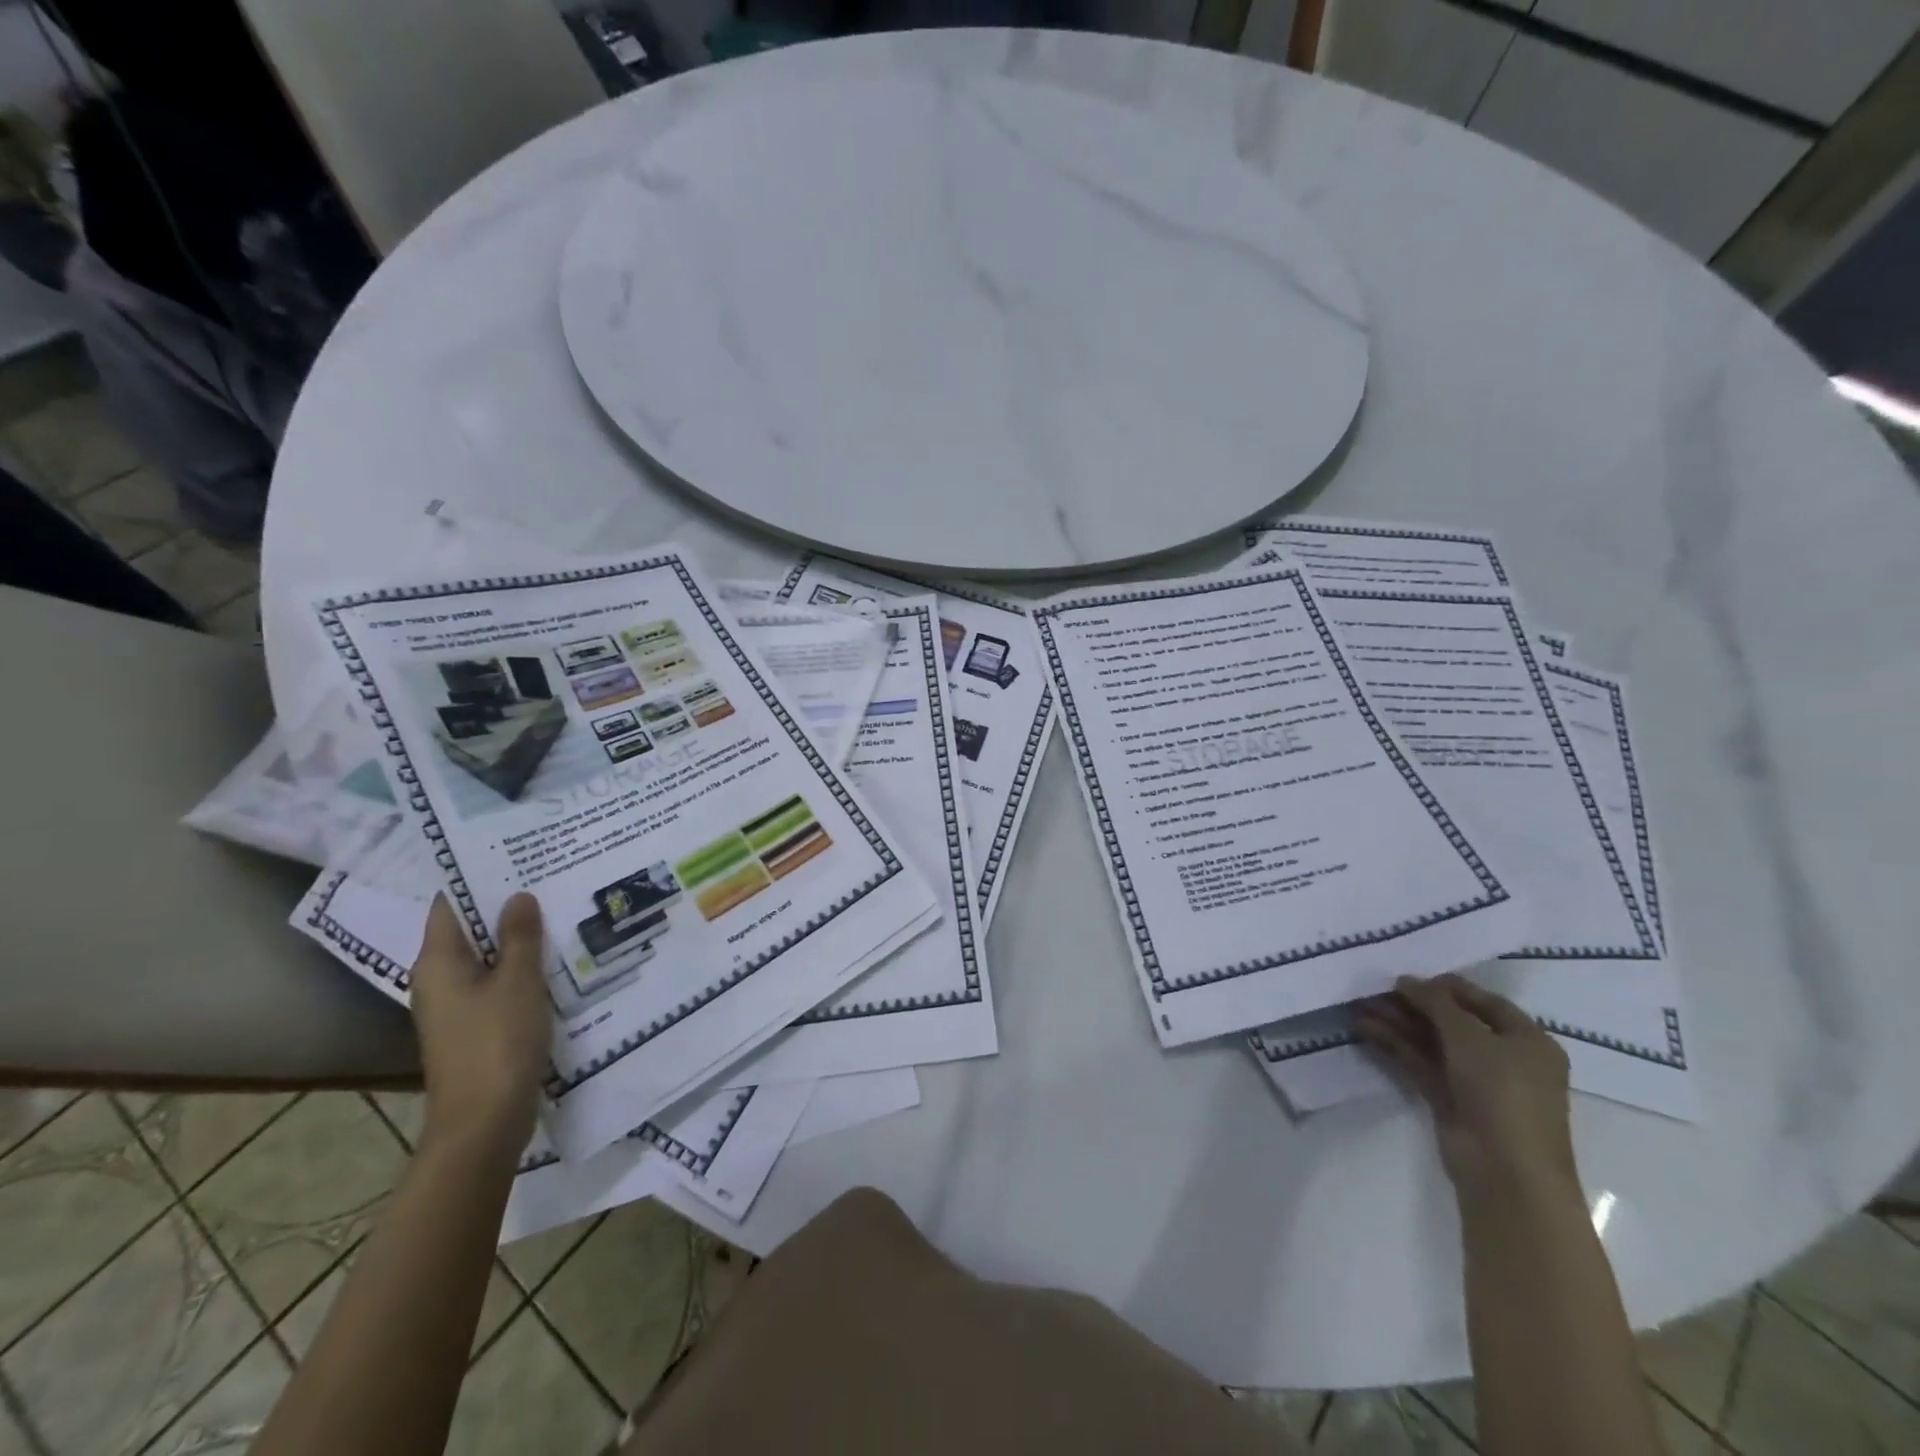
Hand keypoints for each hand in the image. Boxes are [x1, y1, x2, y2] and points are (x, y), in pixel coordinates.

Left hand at [409, 893, 551, 1158]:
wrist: (483, 1124)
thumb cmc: (496, 1044)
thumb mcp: (517, 982)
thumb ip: (519, 937)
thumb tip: (517, 895)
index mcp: (438, 962)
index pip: (449, 905)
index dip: (478, 879)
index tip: (517, 855)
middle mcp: (440, 980)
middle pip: (471, 930)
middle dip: (508, 906)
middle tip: (552, 877)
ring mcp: (457, 1006)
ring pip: (489, 958)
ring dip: (520, 939)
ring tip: (563, 911)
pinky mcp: (477, 1027)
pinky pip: (499, 984)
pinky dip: (523, 968)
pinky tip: (559, 960)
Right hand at [1354, 974, 1578, 1199]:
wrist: (1505, 1170)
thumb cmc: (1502, 1092)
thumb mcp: (1470, 1037)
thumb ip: (1437, 1003)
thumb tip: (1406, 980)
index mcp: (1528, 1041)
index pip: (1485, 1002)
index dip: (1447, 987)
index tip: (1408, 976)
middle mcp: (1504, 1059)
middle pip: (1453, 1022)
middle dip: (1413, 1005)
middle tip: (1374, 990)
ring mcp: (1476, 1082)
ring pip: (1431, 1042)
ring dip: (1397, 1023)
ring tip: (1359, 1006)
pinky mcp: (1450, 1100)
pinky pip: (1420, 1063)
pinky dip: (1395, 1046)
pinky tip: (1366, 1029)